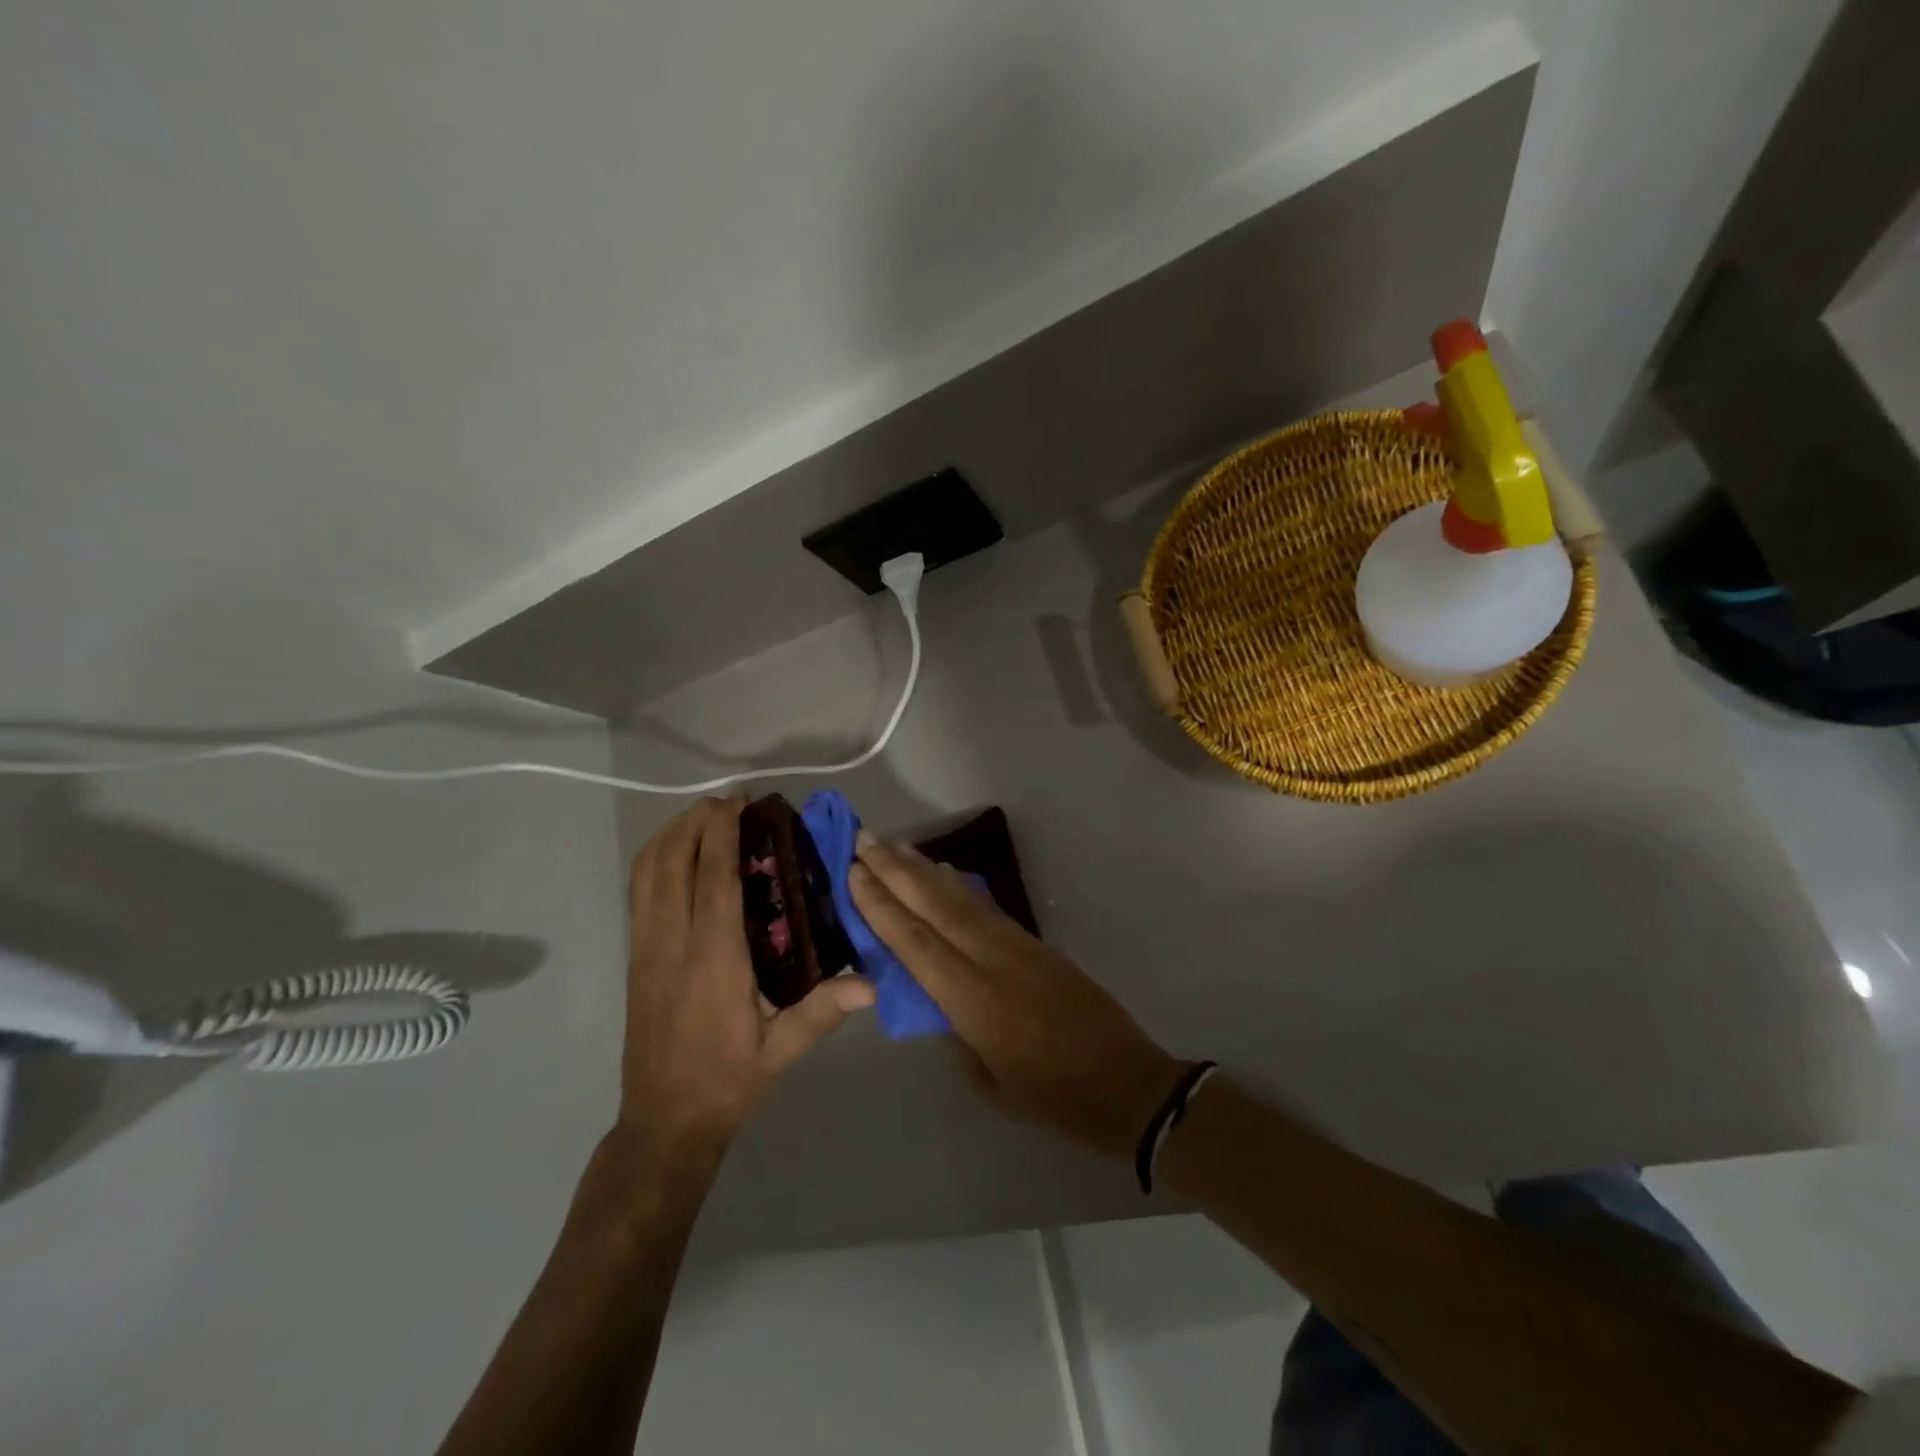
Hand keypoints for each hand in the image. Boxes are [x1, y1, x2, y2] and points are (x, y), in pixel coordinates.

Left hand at [618, 798, 873, 1165]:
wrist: (663, 1124)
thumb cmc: (727, 1082)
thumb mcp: (781, 1051)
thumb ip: (822, 1011)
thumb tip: (872, 985)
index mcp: (712, 960)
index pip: (713, 879)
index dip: (721, 833)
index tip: (738, 803)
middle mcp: (672, 944)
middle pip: (671, 864)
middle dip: (693, 823)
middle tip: (726, 803)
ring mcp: (646, 950)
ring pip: (646, 875)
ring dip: (669, 837)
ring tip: (699, 819)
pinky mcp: (634, 960)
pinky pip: (638, 896)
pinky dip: (653, 863)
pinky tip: (674, 858)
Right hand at [850, 833, 1186, 1162]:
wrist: (1128, 1084)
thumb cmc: (1053, 1100)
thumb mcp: (988, 1083)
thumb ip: (954, 1034)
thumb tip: (933, 999)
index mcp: (973, 1001)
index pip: (915, 943)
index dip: (881, 905)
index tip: (853, 872)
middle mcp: (991, 960)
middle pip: (934, 906)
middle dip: (895, 870)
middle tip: (863, 838)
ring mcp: (1018, 946)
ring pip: (961, 899)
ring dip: (924, 869)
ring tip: (894, 845)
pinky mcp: (1037, 944)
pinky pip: (987, 907)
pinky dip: (960, 886)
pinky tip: (944, 872)